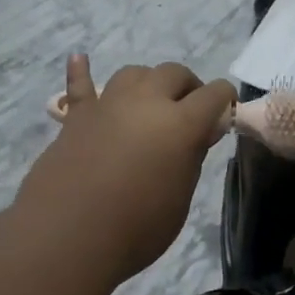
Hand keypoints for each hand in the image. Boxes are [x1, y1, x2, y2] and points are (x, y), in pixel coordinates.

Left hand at [18, 56, 234, 280]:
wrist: (69, 236)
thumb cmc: (137, 228)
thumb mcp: (180, 198)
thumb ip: (191, 158)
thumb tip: (198, 134)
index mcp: (181, 123)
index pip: (214, 94)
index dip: (224, 101)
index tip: (224, 116)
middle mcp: (146, 102)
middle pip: (173, 73)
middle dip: (188, 87)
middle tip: (190, 112)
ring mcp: (108, 105)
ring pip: (134, 73)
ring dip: (148, 83)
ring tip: (150, 103)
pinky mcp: (76, 117)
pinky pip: (80, 85)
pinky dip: (81, 71)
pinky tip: (79, 58)